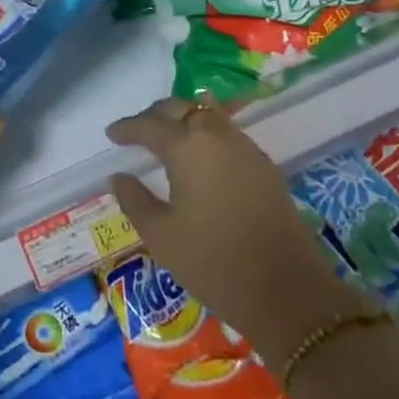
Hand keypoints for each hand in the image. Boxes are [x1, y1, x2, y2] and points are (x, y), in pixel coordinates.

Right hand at [107, 98, 371, 363]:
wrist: (287, 289)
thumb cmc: (213, 262)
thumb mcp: (161, 235)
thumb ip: (134, 200)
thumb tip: (118, 177)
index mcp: (186, 146)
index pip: (148, 125)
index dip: (127, 128)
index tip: (111, 135)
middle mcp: (216, 135)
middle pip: (180, 108)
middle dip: (155, 116)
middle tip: (137, 132)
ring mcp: (245, 147)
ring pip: (207, 116)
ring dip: (183, 120)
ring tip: (167, 139)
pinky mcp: (264, 165)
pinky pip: (227, 133)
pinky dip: (206, 134)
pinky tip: (200, 158)